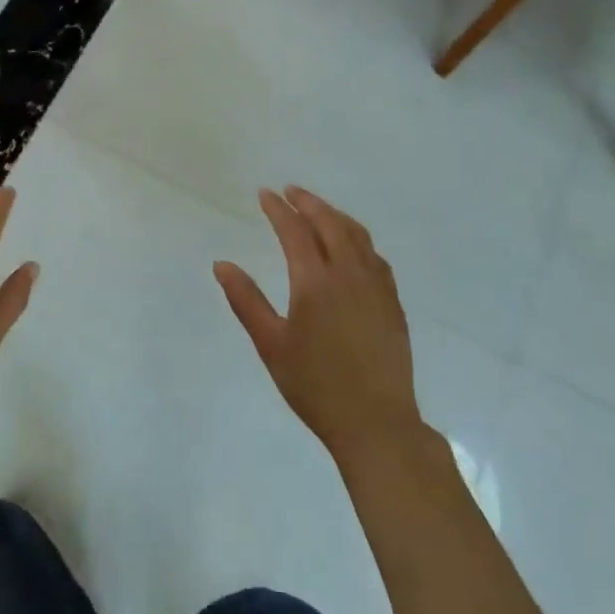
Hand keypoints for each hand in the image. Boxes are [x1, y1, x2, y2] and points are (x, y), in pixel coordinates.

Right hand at [214, 186, 425, 462]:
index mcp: (314, 281)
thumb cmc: (315, 385)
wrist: (376, 422)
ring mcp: (376, 287)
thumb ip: (246, 300)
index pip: (294, 230)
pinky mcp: (392, 303)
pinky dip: (358, 238)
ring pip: (357, 235)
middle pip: (329, 223)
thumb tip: (222, 264)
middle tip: (290, 191)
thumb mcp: (271, 344)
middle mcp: (348, 274)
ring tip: (318, 209)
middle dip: (308, 202)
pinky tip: (353, 247)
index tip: (264, 194)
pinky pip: (375, 256)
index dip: (278, 209)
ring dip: (335, 215)